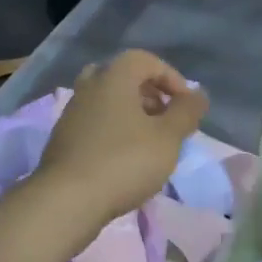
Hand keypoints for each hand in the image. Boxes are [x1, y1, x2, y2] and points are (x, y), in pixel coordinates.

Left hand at [35, 50, 207, 222]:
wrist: (66, 201)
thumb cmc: (124, 162)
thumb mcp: (168, 137)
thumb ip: (186, 112)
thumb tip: (198, 94)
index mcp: (113, 77)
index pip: (146, 60)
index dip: (171, 78)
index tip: (185, 105)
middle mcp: (89, 87)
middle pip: (123, 77)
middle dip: (149, 94)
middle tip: (165, 118)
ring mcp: (72, 113)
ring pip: (107, 101)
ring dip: (132, 114)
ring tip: (150, 142)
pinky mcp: (63, 139)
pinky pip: (95, 123)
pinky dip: (114, 131)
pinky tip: (125, 159)